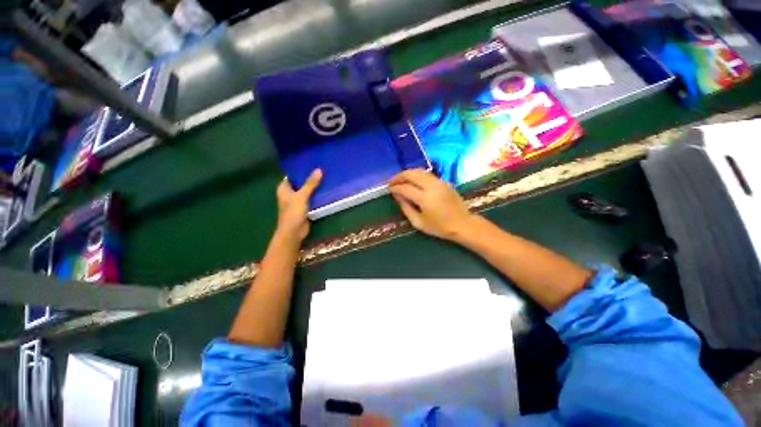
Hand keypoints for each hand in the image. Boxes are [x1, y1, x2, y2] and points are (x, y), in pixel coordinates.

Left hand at [275, 169, 321, 244]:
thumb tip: (319, 170)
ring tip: (325, 177)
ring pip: (306, 191)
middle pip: (300, 182)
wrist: (294, 231)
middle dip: (309, 177)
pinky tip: (324, 190)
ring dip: (314, 186)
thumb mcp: (302, 196)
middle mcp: (289, 193)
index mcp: (284, 188)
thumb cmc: (293, 212)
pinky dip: (316, 194)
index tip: (311, 163)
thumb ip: (310, 184)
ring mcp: (296, 201)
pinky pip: (310, 198)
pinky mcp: (303, 207)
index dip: (300, 170)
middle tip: (321, 169)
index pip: (291, 175)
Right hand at [388, 169, 474, 240]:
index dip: (395, 187)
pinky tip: (412, 180)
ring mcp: (439, 182)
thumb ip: (406, 208)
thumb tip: (397, 196)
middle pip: (411, 174)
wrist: (462, 224)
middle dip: (399, 176)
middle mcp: (431, 186)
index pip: (405, 188)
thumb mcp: (418, 222)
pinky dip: (417, 175)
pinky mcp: (444, 181)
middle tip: (391, 181)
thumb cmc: (439, 227)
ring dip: (407, 173)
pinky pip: (427, 174)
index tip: (389, 189)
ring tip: (400, 179)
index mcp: (425, 198)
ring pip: (419, 171)